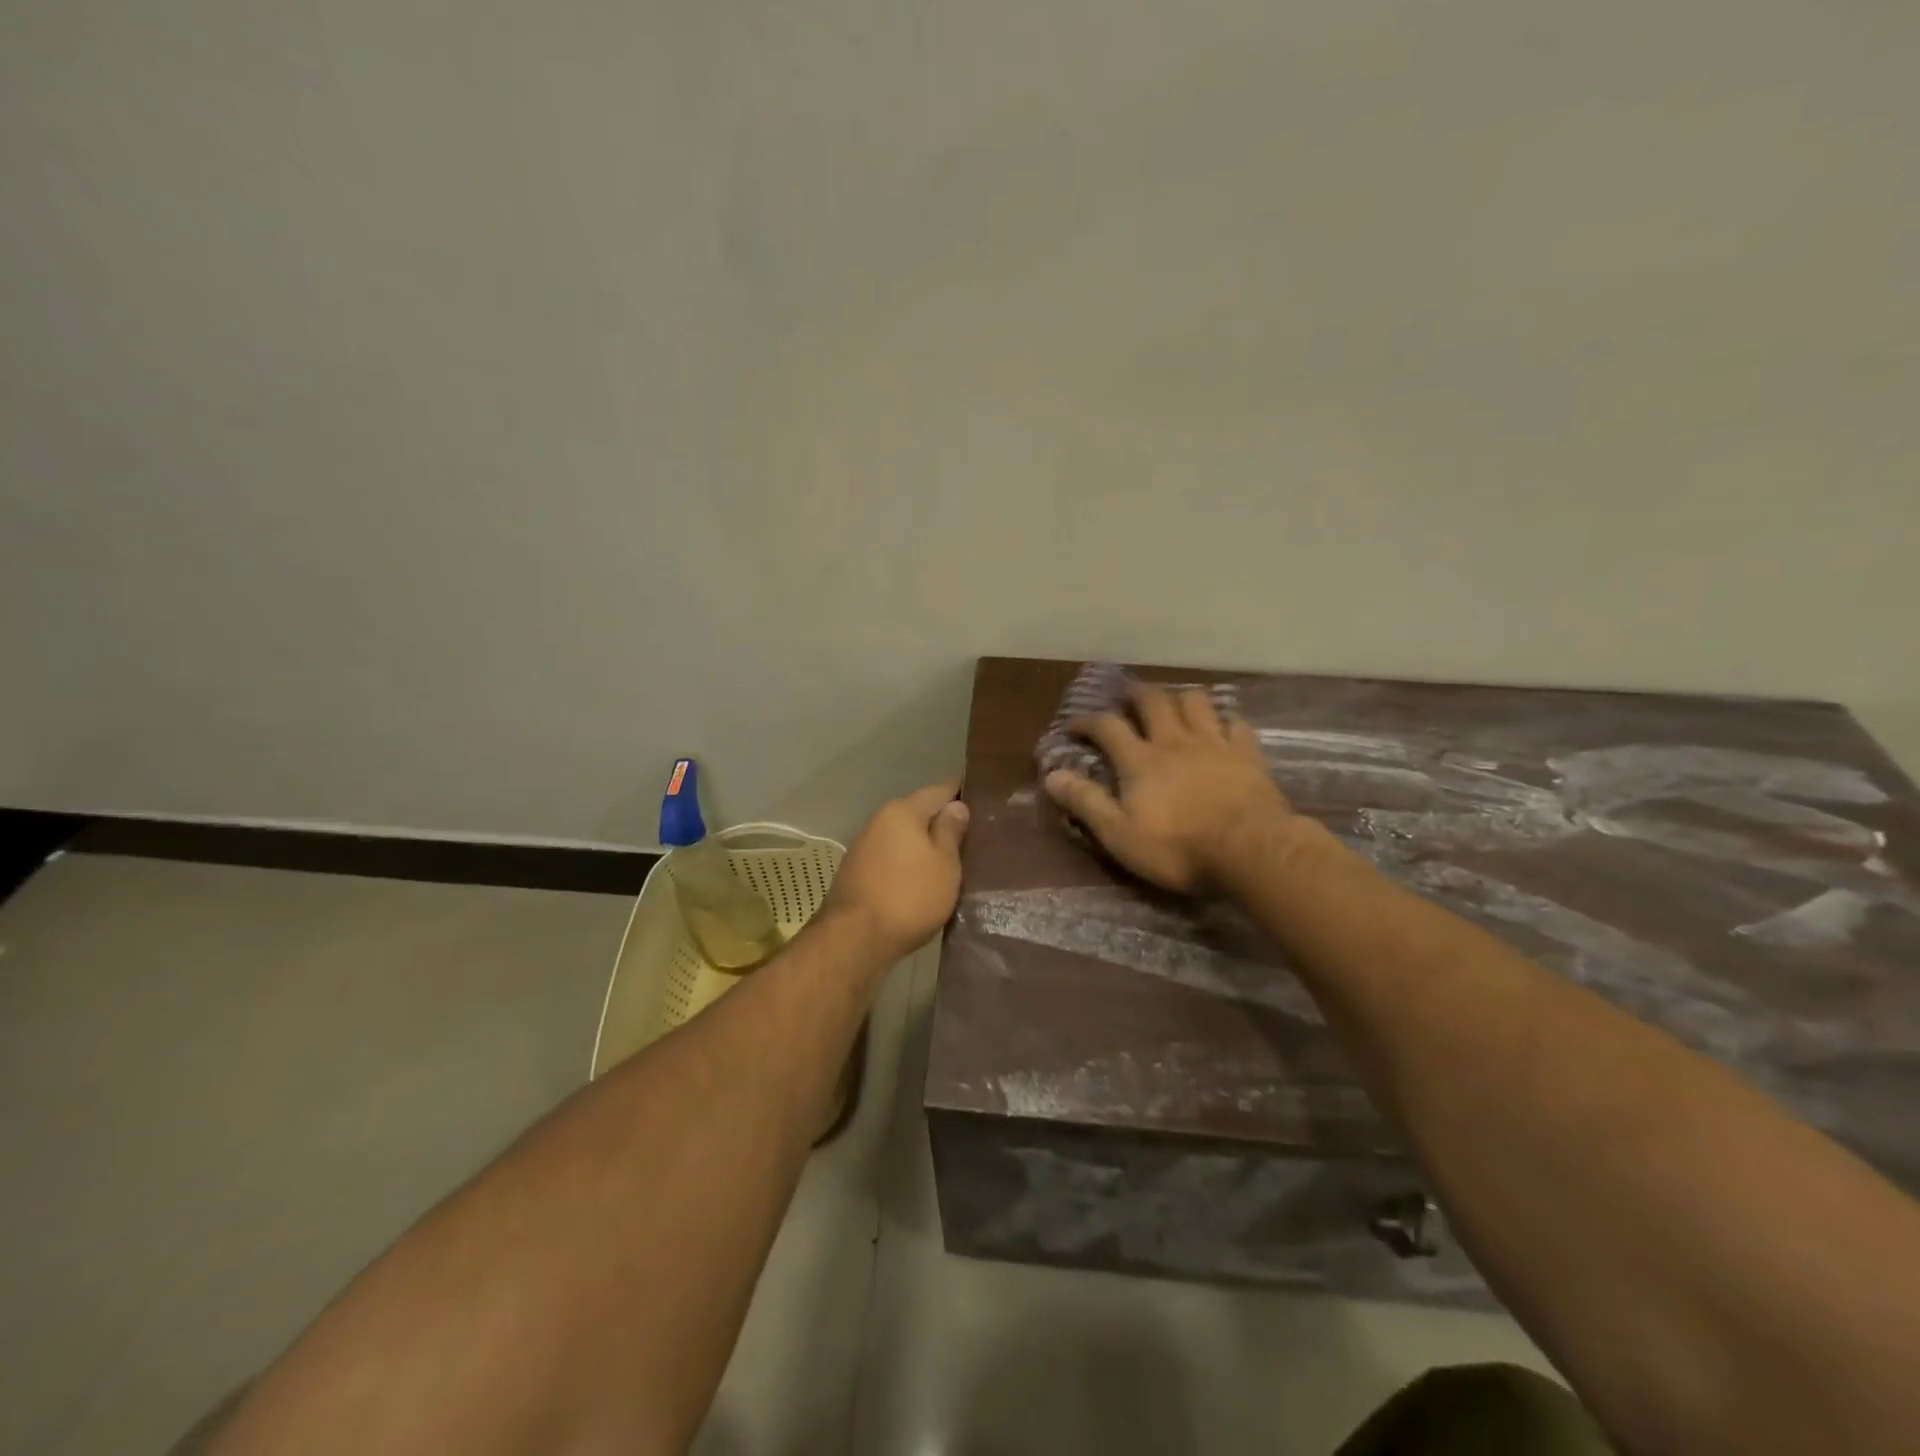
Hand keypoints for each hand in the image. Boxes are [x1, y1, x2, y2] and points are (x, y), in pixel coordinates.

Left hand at [821, 781, 969, 957]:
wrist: (854, 939)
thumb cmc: (909, 897)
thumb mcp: (944, 864)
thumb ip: (950, 831)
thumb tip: (956, 805)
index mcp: (903, 811)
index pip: (939, 790)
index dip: (962, 791)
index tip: (983, 797)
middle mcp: (879, 820)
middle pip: (918, 812)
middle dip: (942, 820)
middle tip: (973, 833)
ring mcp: (864, 846)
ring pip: (903, 836)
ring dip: (923, 843)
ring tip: (951, 857)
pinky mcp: (856, 871)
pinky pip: (891, 856)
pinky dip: (908, 861)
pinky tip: (921, 875)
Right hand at [1043, 685, 1293, 893]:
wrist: (1251, 850)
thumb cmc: (1178, 848)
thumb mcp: (1119, 834)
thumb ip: (1086, 802)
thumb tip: (1051, 775)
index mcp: (1140, 760)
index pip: (1106, 726)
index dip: (1086, 721)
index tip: (1074, 727)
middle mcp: (1174, 741)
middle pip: (1152, 701)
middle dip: (1135, 695)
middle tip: (1127, 700)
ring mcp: (1214, 743)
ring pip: (1195, 702)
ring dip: (1179, 698)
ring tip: (1173, 706)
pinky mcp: (1247, 754)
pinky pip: (1236, 723)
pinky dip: (1225, 720)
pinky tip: (1222, 728)